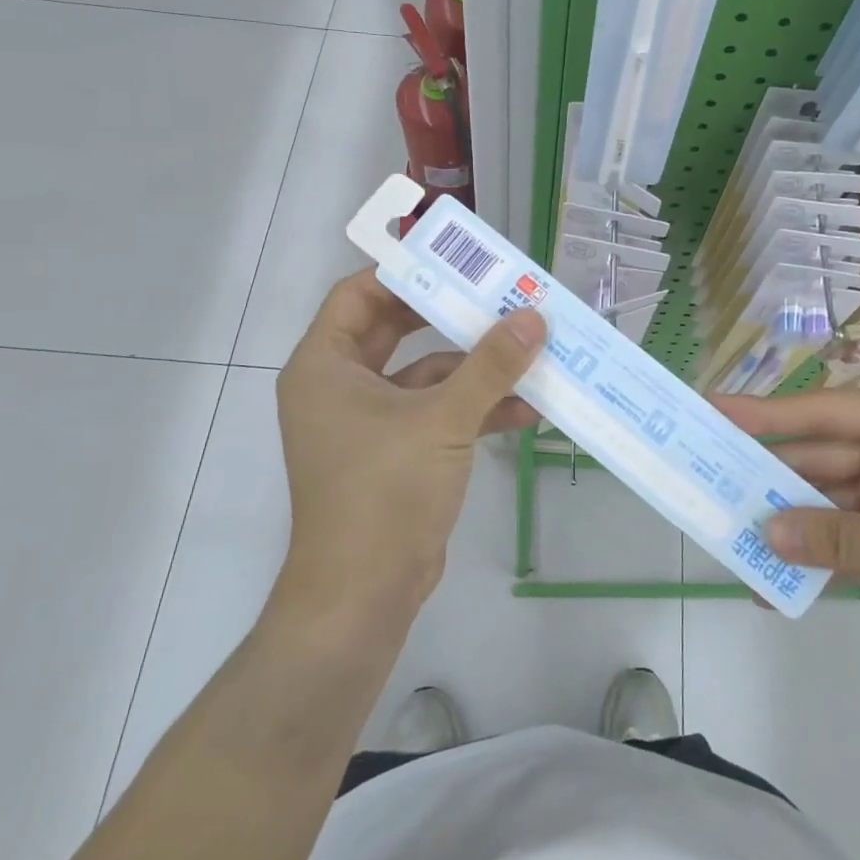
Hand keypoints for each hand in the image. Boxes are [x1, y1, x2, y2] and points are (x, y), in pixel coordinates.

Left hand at [275, 270, 544, 622]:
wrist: (364, 596)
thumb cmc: (384, 491)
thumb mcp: (442, 419)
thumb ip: (490, 365)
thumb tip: (534, 317)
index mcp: (325, 366)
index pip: (358, 295)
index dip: (405, 274)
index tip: (457, 264)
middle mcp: (341, 387)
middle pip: (396, 331)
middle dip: (452, 317)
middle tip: (500, 296)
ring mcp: (369, 423)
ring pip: (425, 376)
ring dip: (475, 369)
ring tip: (530, 353)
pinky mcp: (396, 454)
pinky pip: (437, 414)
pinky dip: (475, 409)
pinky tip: (526, 408)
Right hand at [714, 388, 859, 662]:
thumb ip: (842, 537)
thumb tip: (766, 535)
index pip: (825, 409)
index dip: (766, 412)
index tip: (714, 411)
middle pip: (821, 454)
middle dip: (771, 474)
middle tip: (713, 481)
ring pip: (829, 496)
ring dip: (790, 519)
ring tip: (736, 534)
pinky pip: (849, 532)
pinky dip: (820, 553)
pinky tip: (782, 578)